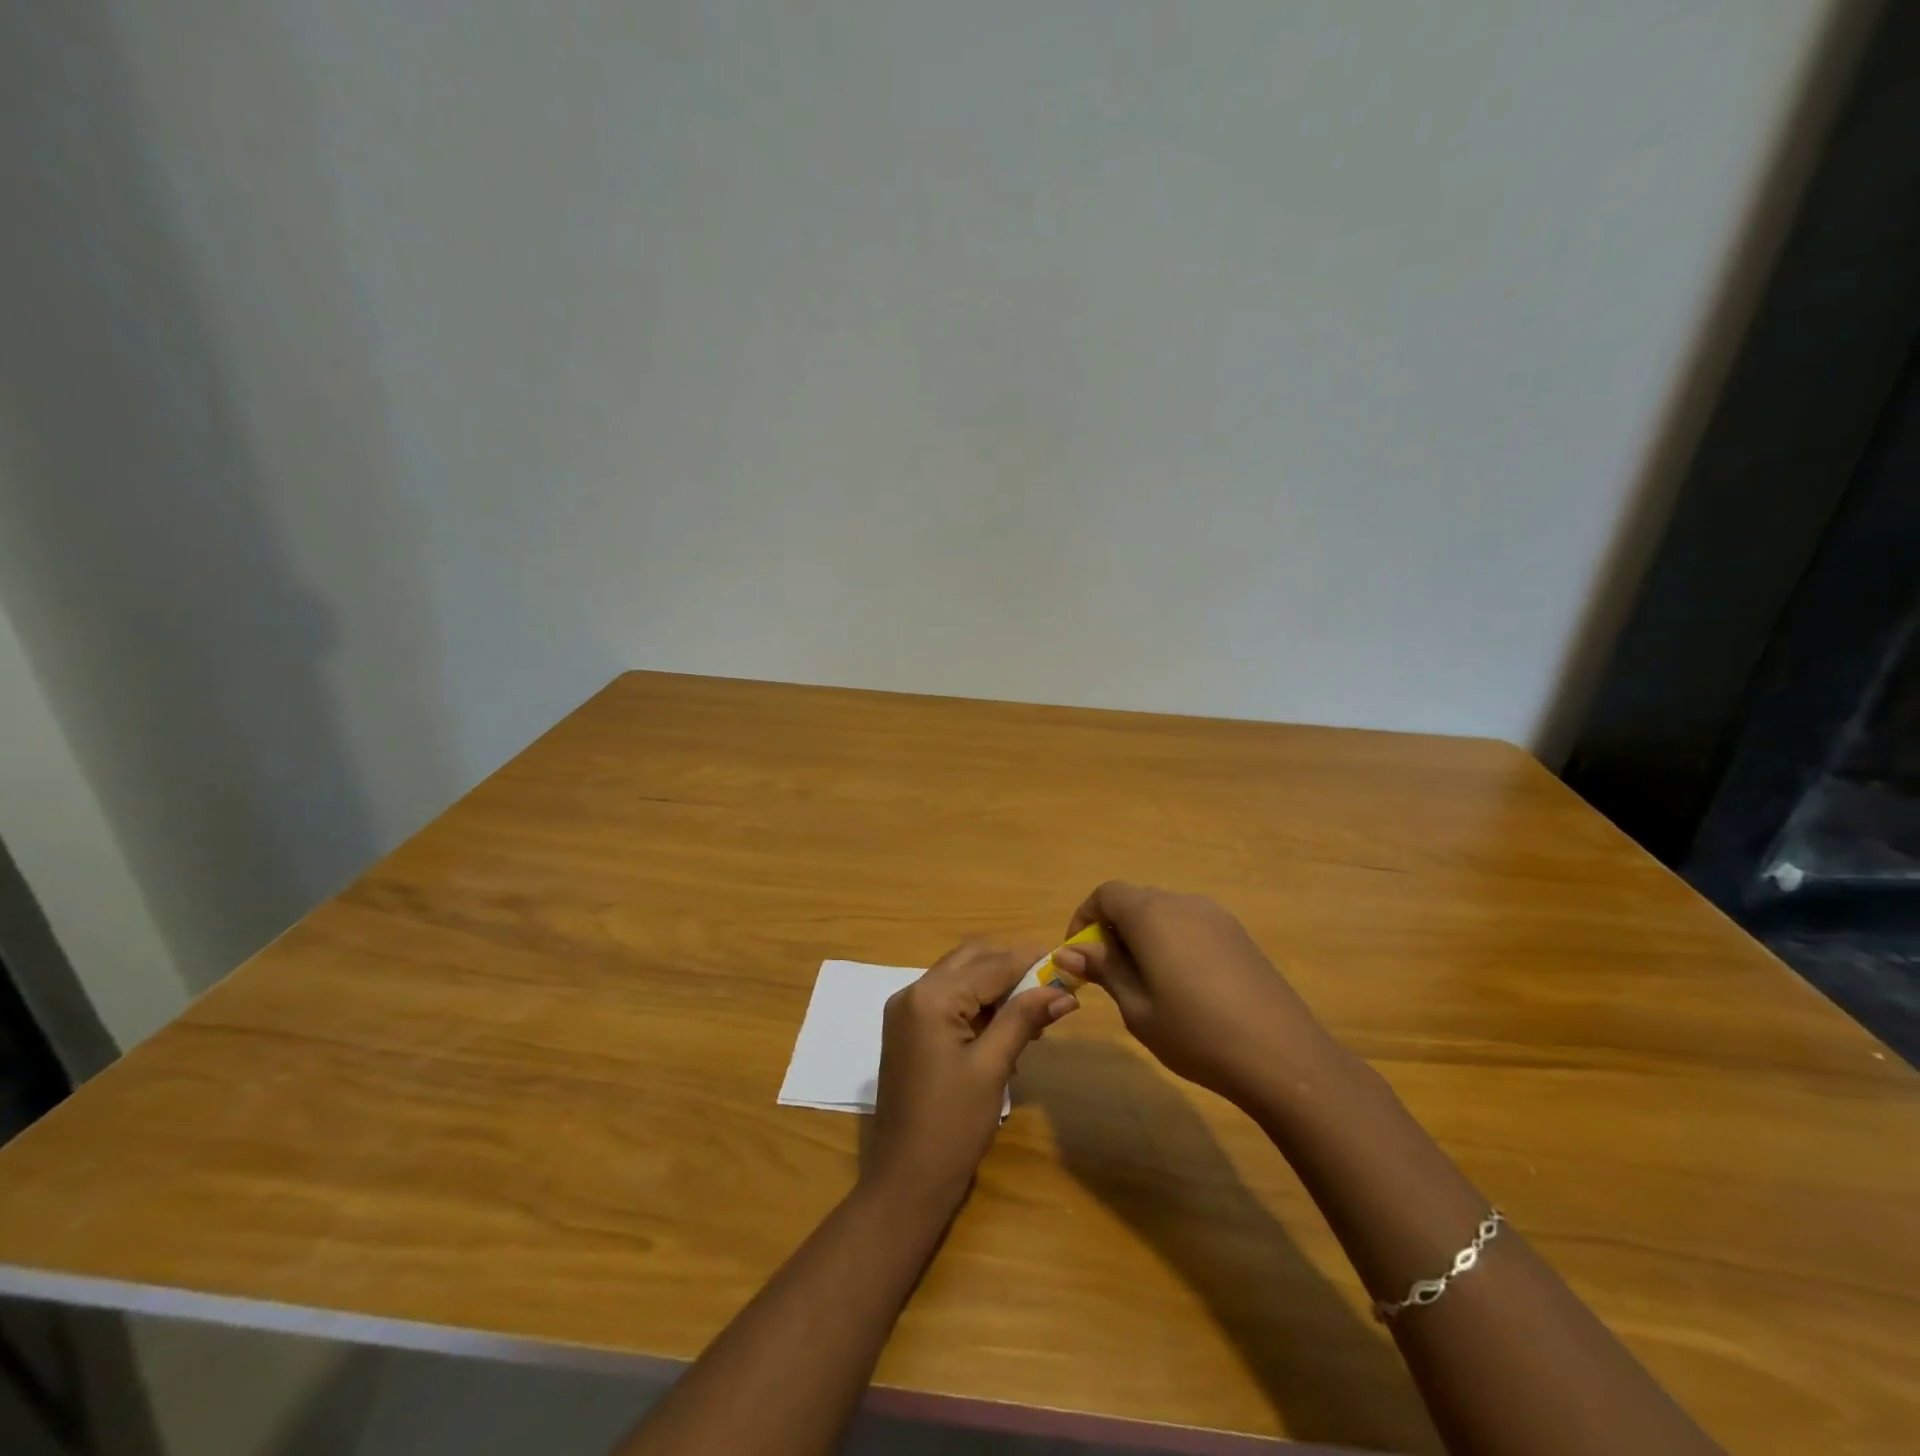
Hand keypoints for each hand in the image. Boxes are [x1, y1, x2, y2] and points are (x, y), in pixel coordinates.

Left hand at [864, 941, 1076, 1212]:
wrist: (904, 1182)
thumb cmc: (952, 1126)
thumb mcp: (992, 1068)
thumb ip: (1023, 1019)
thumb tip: (1063, 992)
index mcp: (930, 997)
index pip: (990, 964)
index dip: (1031, 961)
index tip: (1068, 962)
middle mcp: (912, 992)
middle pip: (971, 960)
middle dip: (1012, 968)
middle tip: (1052, 988)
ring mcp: (906, 1011)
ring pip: (960, 977)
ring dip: (996, 986)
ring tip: (1035, 1013)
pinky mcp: (907, 1031)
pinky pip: (947, 1000)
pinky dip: (977, 1004)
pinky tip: (1006, 1028)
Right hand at [1050, 882, 1328, 1106]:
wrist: (1283, 1056)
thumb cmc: (1196, 1034)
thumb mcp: (1137, 1008)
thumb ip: (1104, 970)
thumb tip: (1068, 951)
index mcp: (1152, 914)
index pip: (1106, 893)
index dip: (1085, 918)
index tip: (1080, 955)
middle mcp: (1183, 902)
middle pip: (1135, 899)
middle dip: (1113, 929)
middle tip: (1109, 974)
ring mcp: (1216, 916)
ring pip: (1164, 911)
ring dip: (1143, 935)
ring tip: (1145, 983)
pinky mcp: (1238, 934)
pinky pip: (1191, 924)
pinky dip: (1172, 941)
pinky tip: (1183, 985)